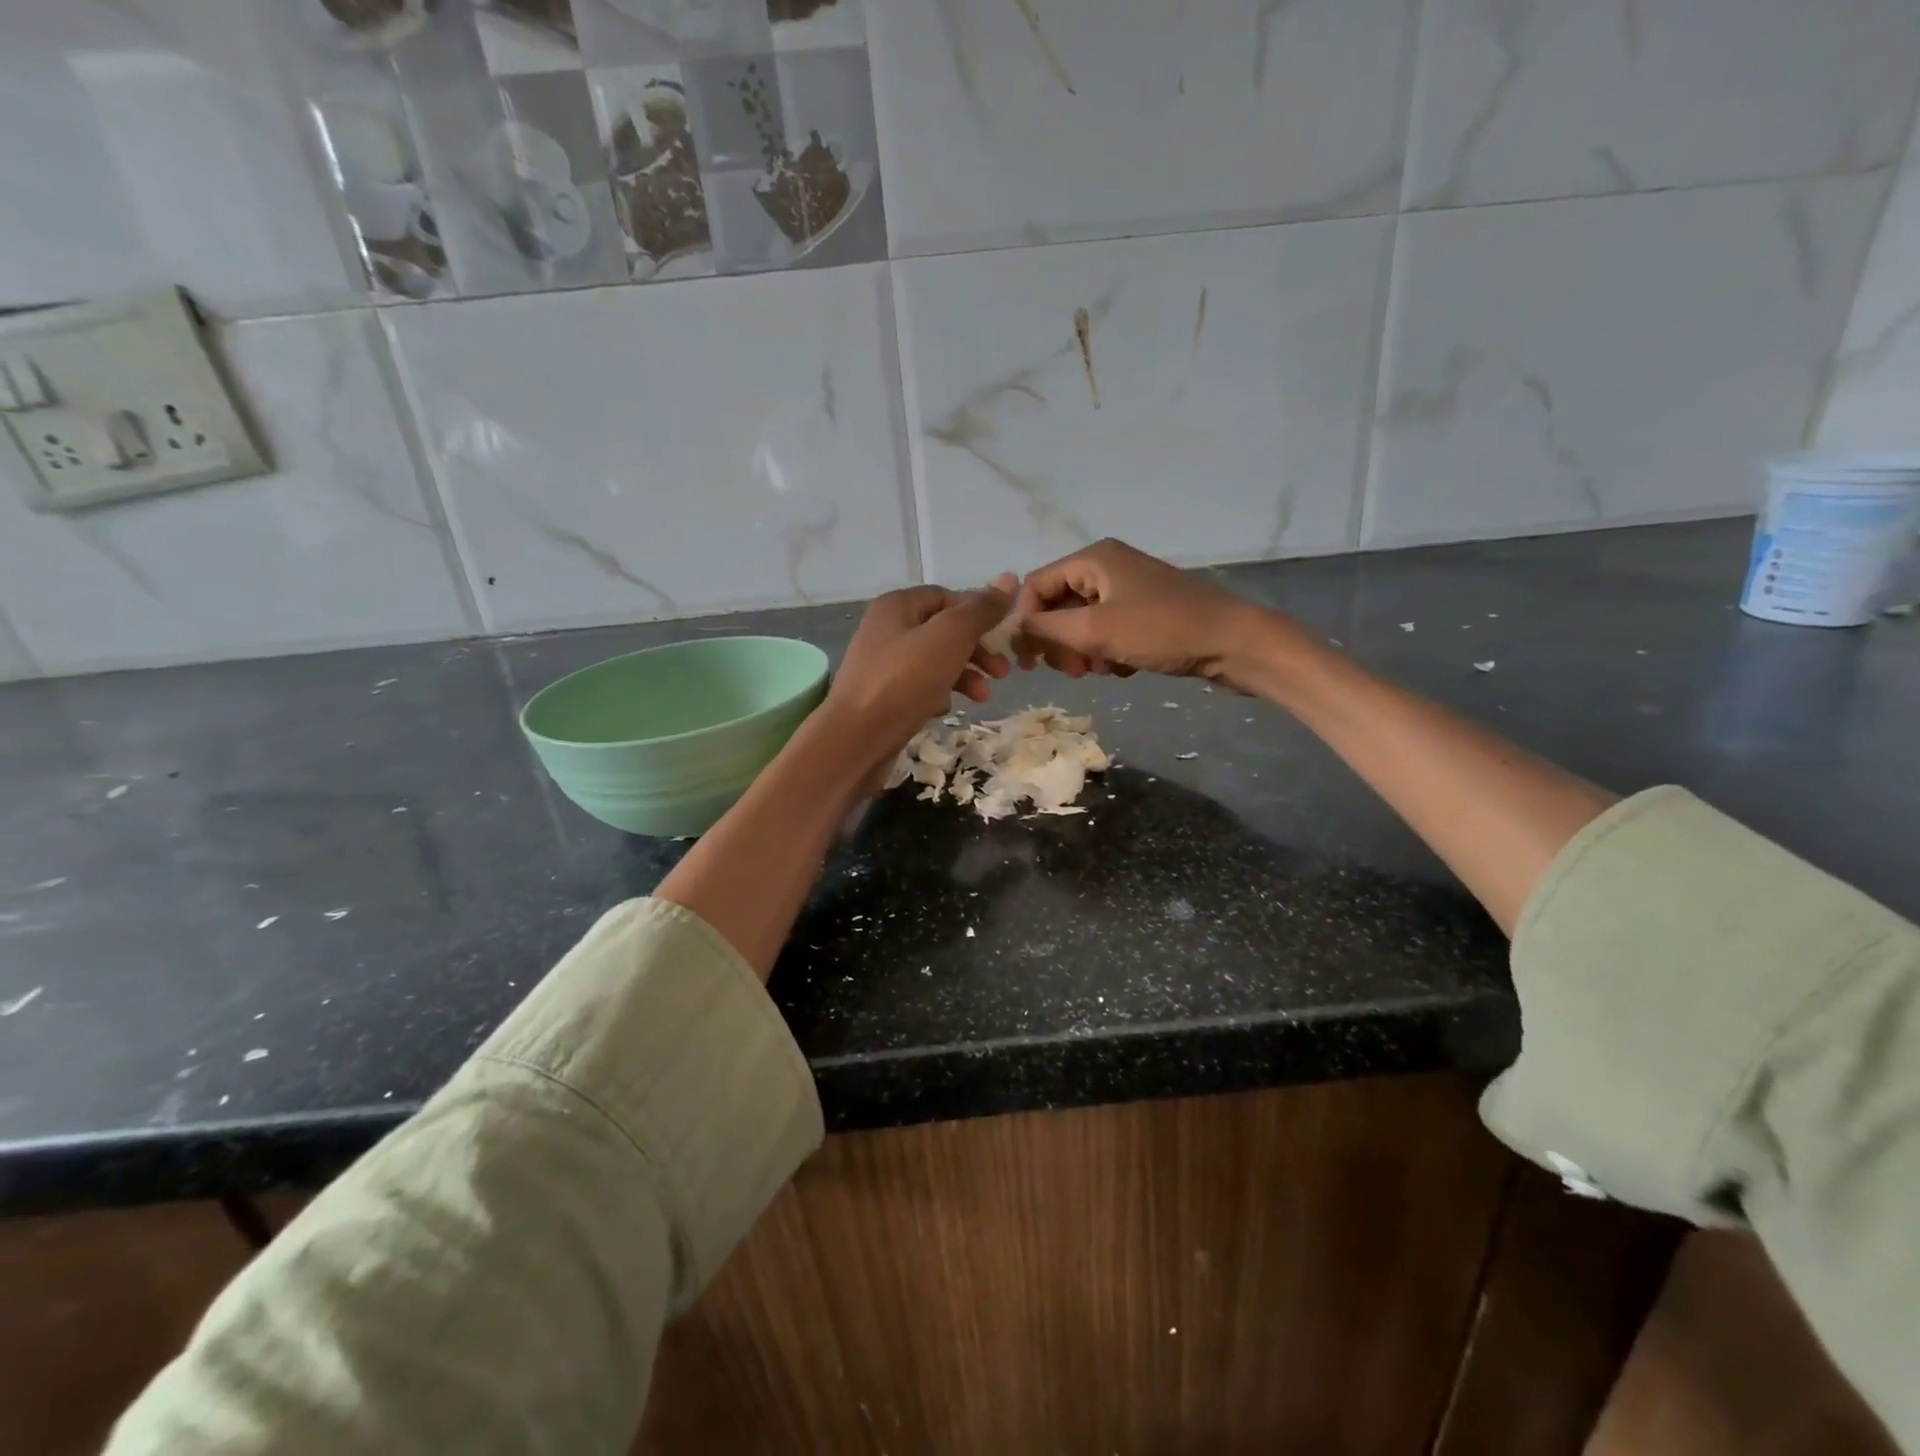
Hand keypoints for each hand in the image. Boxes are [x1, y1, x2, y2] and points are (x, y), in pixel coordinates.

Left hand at [822, 575, 1016, 761]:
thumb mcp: (950, 638)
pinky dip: (938, 694)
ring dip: (964, 675)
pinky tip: (945, 709)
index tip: (1004, 637)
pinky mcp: (883, 696)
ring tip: (982, 697)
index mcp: (897, 605)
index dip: (979, 613)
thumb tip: (1009, 579)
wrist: (856, 739)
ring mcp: (882, 665)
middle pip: (943, 631)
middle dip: (976, 650)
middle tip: (1003, 672)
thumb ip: (980, 610)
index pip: (948, 597)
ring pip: (935, 661)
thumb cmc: (904, 680)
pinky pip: (919, 687)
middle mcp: (886, 629)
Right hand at [1015, 539, 1272, 689]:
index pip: (1035, 585)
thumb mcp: (1096, 630)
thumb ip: (1046, 629)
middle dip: (1057, 641)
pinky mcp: (1144, 613)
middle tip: (1071, 671)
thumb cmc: (1162, 630)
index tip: (1029, 660)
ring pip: (1081, 624)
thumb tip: (1014, 630)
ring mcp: (1127, 590)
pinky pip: (1106, 632)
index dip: (1026, 621)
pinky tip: (1120, 667)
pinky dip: (1105, 652)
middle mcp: (1107, 567)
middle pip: (1057, 605)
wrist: (1233, 643)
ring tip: (1099, 670)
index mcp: (1093, 559)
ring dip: (1081, 651)